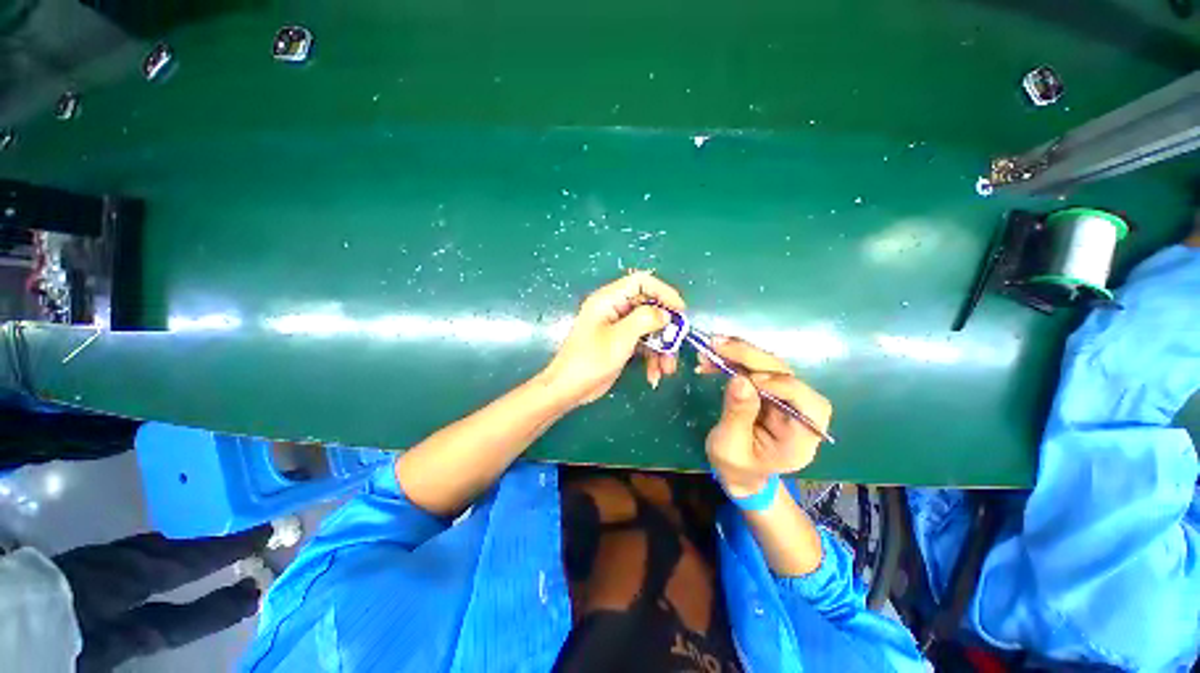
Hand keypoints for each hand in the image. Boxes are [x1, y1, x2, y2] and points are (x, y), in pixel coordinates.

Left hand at [541, 271, 685, 407]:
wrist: (569, 389)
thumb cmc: (591, 359)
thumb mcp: (620, 338)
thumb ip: (645, 320)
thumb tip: (665, 314)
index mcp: (609, 299)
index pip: (641, 282)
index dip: (663, 291)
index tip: (680, 310)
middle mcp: (614, 309)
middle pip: (648, 308)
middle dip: (665, 328)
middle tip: (677, 344)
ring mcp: (618, 328)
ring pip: (649, 329)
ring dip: (661, 349)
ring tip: (667, 369)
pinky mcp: (620, 344)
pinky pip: (642, 344)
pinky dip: (651, 358)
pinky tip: (654, 375)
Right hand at [699, 337, 831, 496]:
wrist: (738, 470)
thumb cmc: (737, 467)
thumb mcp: (731, 447)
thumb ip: (737, 415)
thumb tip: (740, 380)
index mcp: (801, 435)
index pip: (806, 403)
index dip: (781, 385)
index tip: (749, 379)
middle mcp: (799, 410)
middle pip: (784, 374)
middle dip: (751, 357)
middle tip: (718, 345)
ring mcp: (783, 396)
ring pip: (768, 365)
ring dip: (738, 353)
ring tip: (711, 347)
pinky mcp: (767, 387)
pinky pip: (753, 367)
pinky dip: (732, 359)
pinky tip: (712, 358)